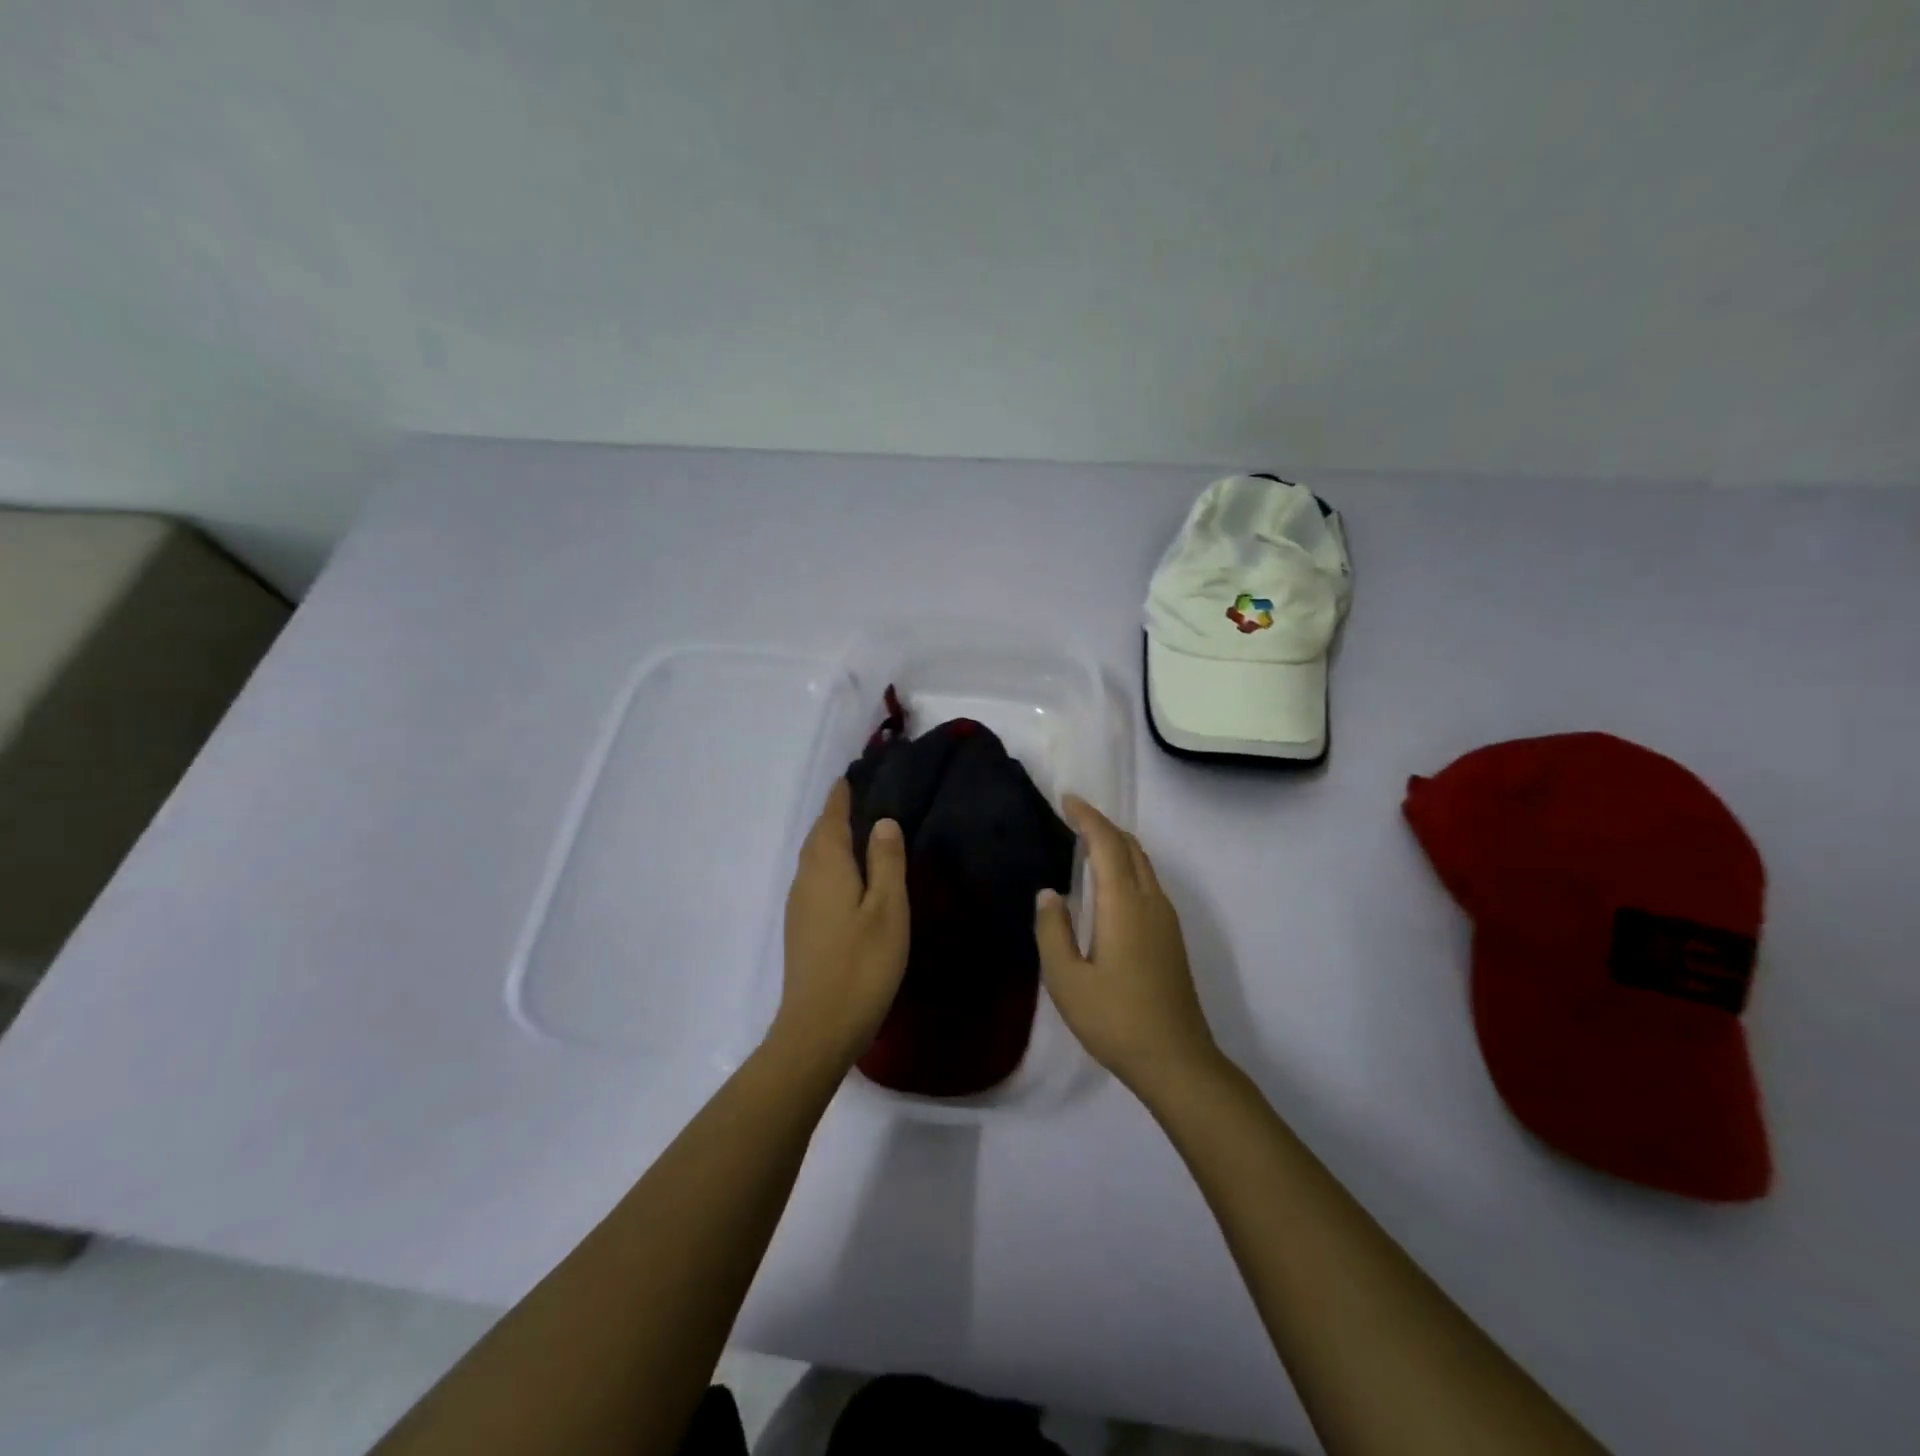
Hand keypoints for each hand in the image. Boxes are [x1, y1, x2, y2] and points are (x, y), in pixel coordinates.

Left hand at [773, 780, 909, 1070]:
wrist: (819, 1028)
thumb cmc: (862, 964)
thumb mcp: (887, 909)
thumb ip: (886, 862)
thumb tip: (883, 821)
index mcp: (827, 867)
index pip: (831, 819)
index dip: (841, 797)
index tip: (850, 776)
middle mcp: (806, 880)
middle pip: (818, 837)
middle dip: (834, 816)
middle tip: (858, 800)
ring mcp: (799, 906)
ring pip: (814, 860)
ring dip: (830, 841)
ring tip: (856, 833)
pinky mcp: (801, 929)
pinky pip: (814, 880)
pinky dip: (829, 865)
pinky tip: (846, 879)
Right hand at [1035, 796, 1218, 1095]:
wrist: (1176, 1060)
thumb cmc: (1115, 1020)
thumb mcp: (1066, 980)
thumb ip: (1053, 930)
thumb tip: (1049, 893)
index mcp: (1124, 905)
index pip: (1107, 844)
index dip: (1088, 817)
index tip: (1067, 800)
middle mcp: (1151, 902)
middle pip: (1131, 847)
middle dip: (1103, 824)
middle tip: (1073, 816)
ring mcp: (1166, 919)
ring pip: (1144, 864)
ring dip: (1117, 844)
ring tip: (1086, 842)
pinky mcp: (1171, 936)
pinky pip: (1148, 882)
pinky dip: (1127, 865)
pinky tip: (1109, 882)